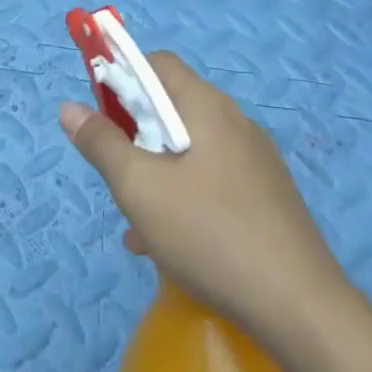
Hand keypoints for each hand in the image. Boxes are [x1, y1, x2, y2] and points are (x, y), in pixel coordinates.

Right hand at [60, 52, 345, 342]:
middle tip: (119, 174)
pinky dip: (184, 196)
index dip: (121, 77)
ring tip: (136, 221)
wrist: (302, 308)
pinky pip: (213, 179)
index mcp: (206, 106)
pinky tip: (171, 245)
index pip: (157, 64)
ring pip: (190, 149)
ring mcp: (256, 160)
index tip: (100, 115)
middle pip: (172, 107)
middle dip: (136, 133)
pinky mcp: (268, 196)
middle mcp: (235, 121)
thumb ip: (101, 144)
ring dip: (157, 171)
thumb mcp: (139, 189)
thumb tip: (69, 107)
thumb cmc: (210, 234)